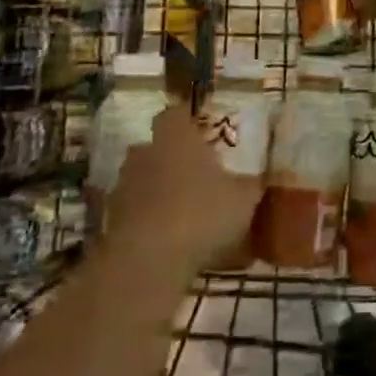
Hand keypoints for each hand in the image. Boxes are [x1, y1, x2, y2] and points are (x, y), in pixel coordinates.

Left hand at [98, 108, 261, 279]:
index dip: (187, 120)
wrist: (147, 261)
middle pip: (155, 146)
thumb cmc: (202, 214)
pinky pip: (133, 211)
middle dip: (173, 157)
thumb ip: (253, 184)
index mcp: (177, 138)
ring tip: (184, 209)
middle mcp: (145, 153)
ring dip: (158, 189)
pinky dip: (147, 219)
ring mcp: (123, 186)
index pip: (176, 114)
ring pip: (142, 179)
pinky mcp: (110, 220)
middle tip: (197, 173)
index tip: (202, 131)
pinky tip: (168, 237)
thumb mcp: (244, 199)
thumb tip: (265, 175)